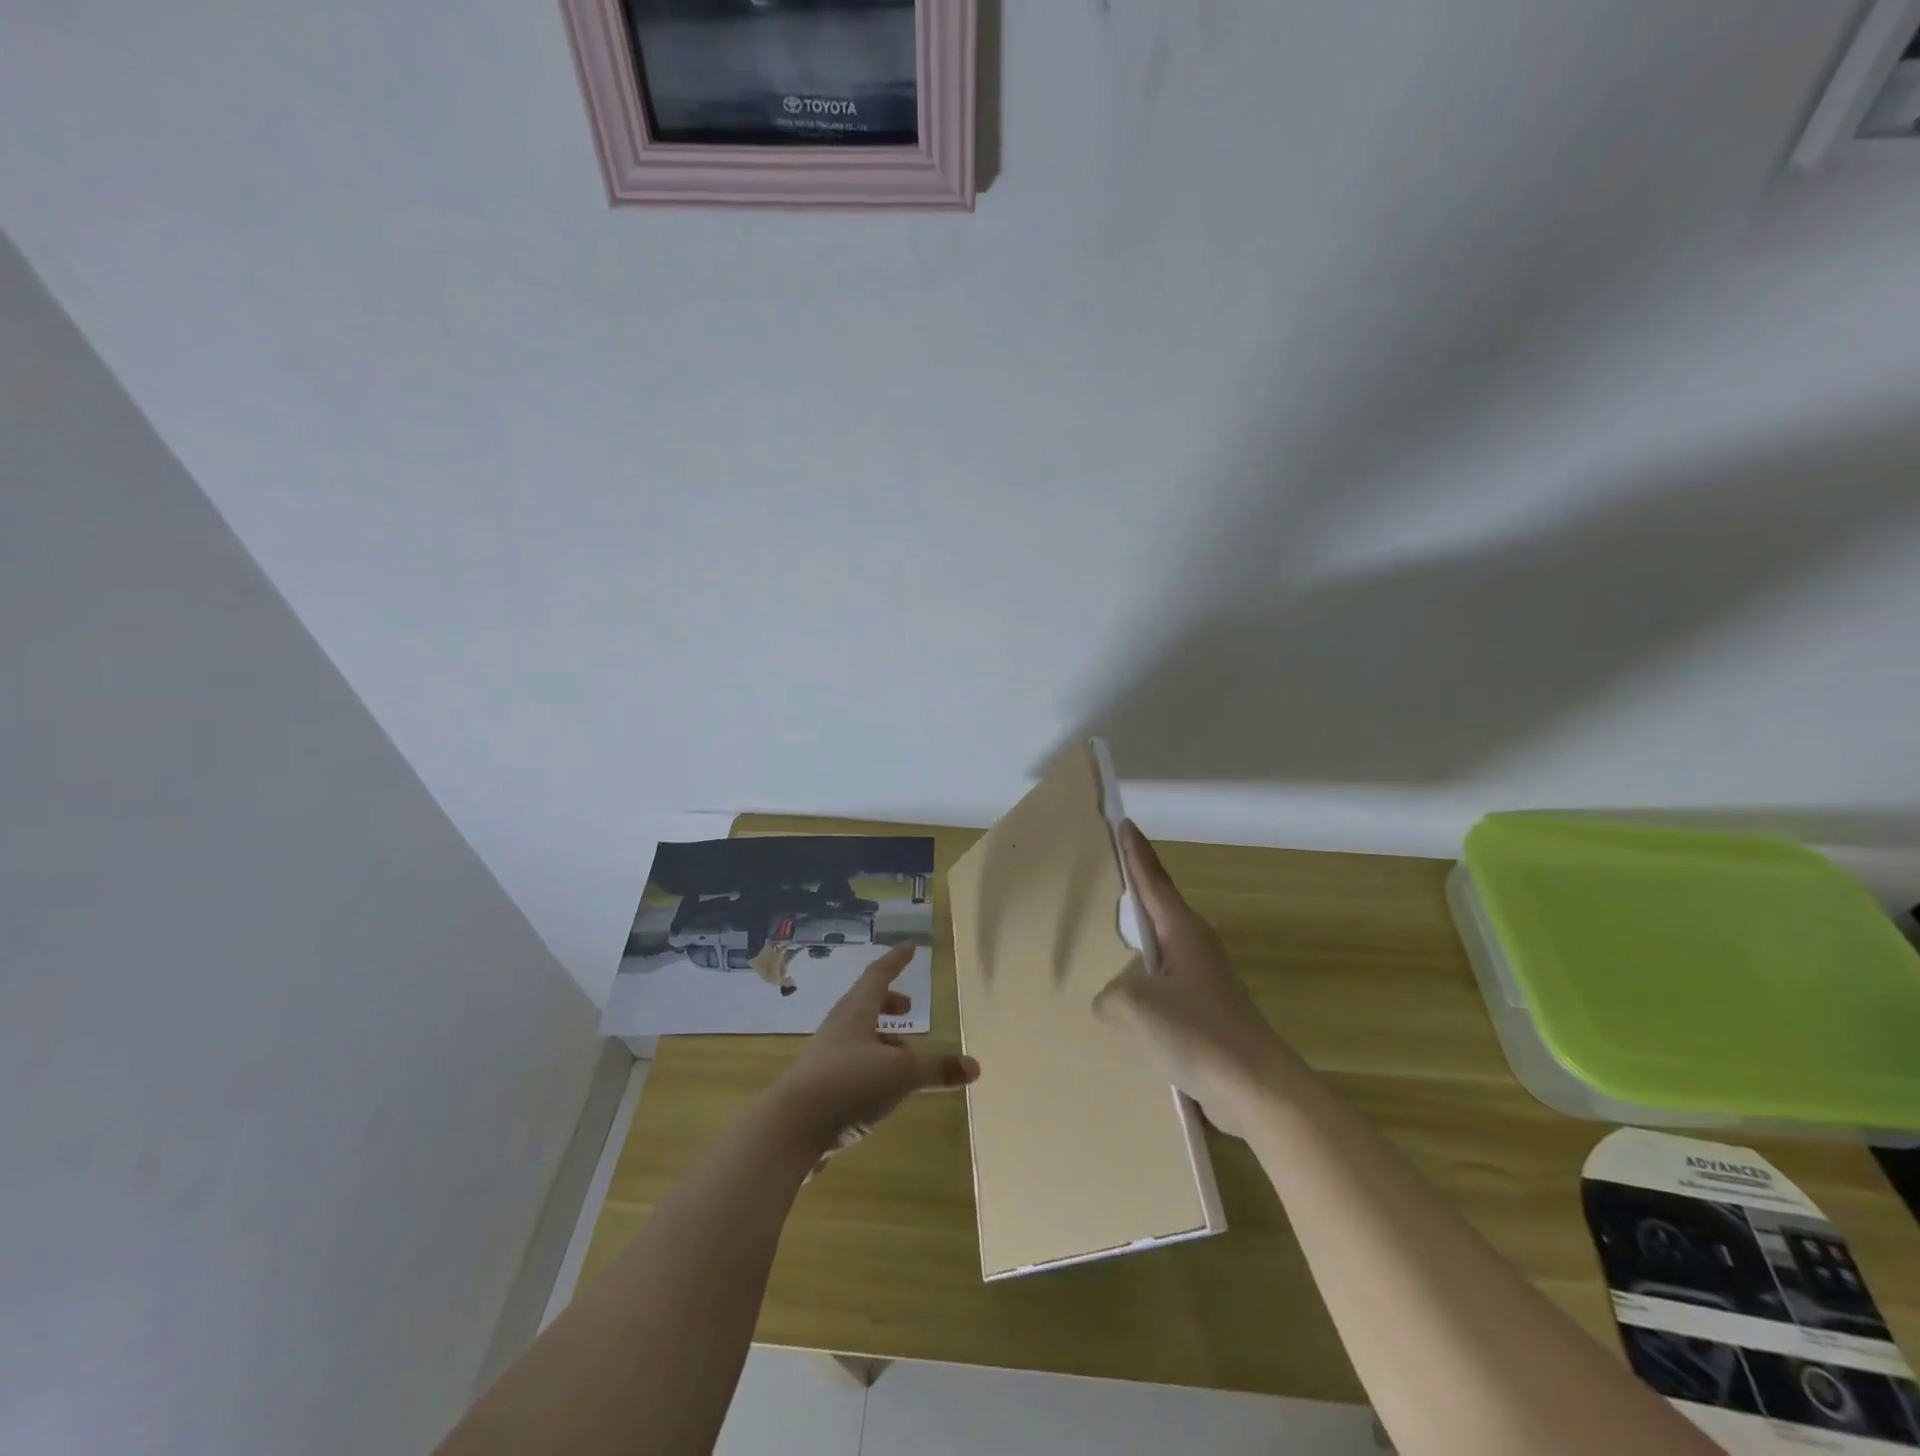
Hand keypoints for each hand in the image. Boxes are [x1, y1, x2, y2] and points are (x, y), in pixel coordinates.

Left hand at [771, 943, 978, 1148]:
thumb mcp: (901, 1073)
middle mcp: (839, 1029)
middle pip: (865, 1005)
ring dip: (883, 1040)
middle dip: (889, 1003)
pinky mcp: (821, 1089)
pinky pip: (853, 1066)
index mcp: (856, 1011)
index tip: (911, 947)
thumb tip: (974, 1066)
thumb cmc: (848, 1082)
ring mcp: (826, 1059)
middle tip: (908, 1008)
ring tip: (906, 1057)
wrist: (791, 1128)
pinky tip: (884, 1091)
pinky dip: (873, 1067)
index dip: (896, 960)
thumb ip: (937, 1068)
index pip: (878, 975)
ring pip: (859, 1038)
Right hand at [1093, 821, 1295, 1137]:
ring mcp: (1204, 983)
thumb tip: (1113, 1004)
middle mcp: (1195, 949)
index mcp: (1183, 932)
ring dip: (1135, 953)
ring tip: (1105, 949)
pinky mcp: (1206, 1016)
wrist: (1257, 1091)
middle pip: (1156, 912)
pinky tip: (1126, 1013)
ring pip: (1158, 957)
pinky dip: (1143, 994)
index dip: (1136, 852)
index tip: (1124, 822)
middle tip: (1107, 877)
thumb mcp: (1136, 1007)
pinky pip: (1164, 993)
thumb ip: (1110, 997)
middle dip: (1133, 895)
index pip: (1153, 880)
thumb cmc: (1199, 1034)